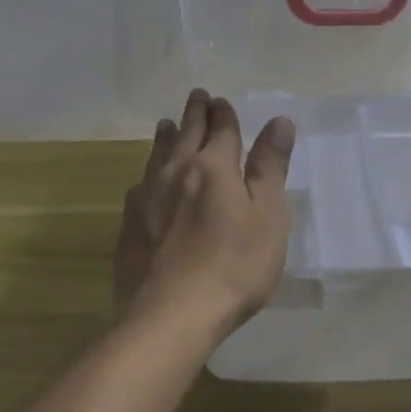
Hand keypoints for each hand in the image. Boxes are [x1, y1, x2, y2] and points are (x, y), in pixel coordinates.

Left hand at [114, 89, 297, 342]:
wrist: (171, 315)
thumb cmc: (234, 264)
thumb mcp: (268, 214)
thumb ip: (271, 166)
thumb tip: (279, 121)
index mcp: (213, 165)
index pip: (220, 128)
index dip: (223, 113)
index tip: (220, 99)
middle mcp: (176, 171)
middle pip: (186, 133)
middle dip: (195, 113)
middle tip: (197, 96)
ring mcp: (148, 198)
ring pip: (157, 155)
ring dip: (166, 136)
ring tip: (166, 124)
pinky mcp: (131, 225)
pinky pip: (139, 186)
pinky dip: (147, 174)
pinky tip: (144, 181)